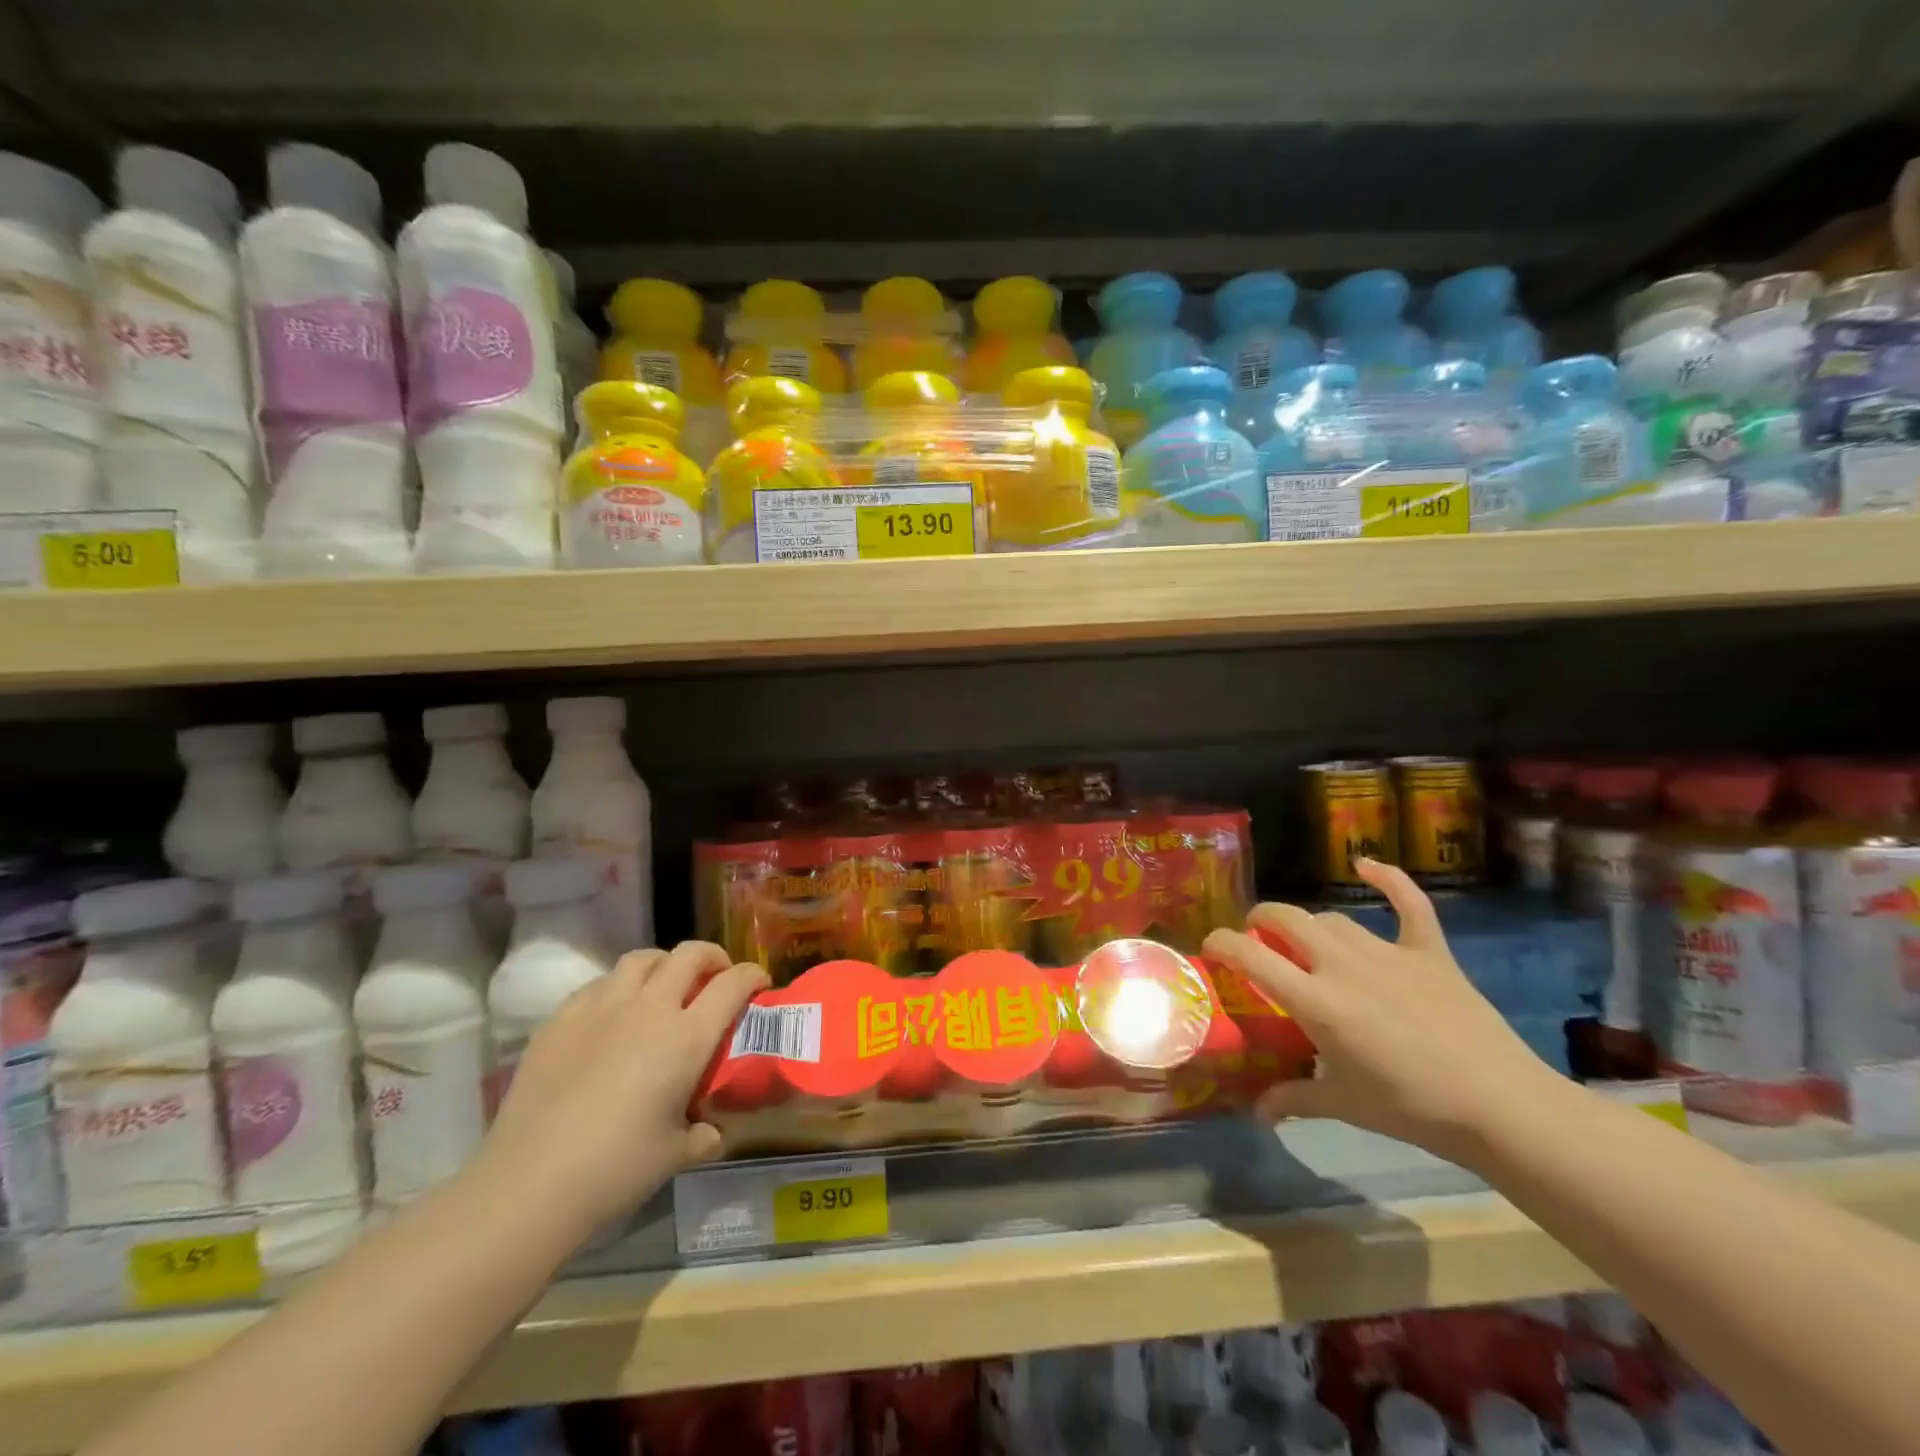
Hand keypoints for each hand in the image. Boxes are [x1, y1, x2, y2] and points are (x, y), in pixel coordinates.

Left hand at [475, 941, 767, 1239]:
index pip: (733, 984)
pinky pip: (599, 984)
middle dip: (711, 957)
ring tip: (664, 986)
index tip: (759, 983)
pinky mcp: (561, 1018)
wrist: (528, 1184)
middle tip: (715, 977)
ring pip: (642, 959)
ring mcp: (601, 1007)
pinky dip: (617, 987)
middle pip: (689, 954)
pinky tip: (612, 1014)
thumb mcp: (675, 1155)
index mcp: (687, 1037)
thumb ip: (703, 1135)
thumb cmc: (615, 1169)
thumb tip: (713, 1132)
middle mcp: (650, 1008)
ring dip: (663, 964)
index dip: (752, 976)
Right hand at [1202, 858, 1565, 1167]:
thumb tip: (1257, 1111)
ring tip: (1304, 942)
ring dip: (1308, 924)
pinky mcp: (1429, 951)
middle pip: (1285, 919)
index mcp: (1316, 1001)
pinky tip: (1366, 866)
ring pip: (1331, 918)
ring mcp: (1387, 952)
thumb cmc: (1413, 1109)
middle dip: (1260, 922)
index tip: (1212, 948)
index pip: (1250, 954)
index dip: (1221, 943)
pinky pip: (1408, 903)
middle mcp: (1342, 965)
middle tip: (1257, 942)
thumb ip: (1294, 1098)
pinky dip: (1388, 880)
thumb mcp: (1344, 1107)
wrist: (1502, 1108)